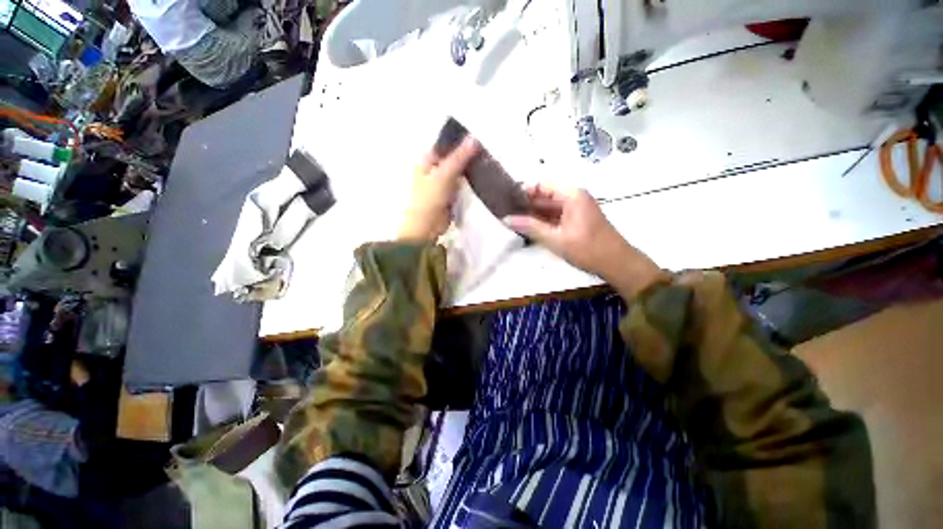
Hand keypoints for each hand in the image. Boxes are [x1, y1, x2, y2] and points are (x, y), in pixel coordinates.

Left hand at [398, 136, 479, 241]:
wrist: (427, 226)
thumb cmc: (429, 198)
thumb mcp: (444, 174)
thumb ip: (459, 157)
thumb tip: (474, 138)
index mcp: (427, 161)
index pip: (445, 145)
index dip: (459, 140)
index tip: (479, 135)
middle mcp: (435, 170)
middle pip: (454, 158)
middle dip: (468, 155)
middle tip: (488, 148)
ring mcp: (443, 184)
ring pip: (459, 172)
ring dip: (470, 169)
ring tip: (490, 160)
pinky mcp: (451, 196)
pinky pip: (462, 185)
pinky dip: (470, 182)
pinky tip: (484, 177)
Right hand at [504, 184, 665, 297]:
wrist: (616, 264)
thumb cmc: (587, 249)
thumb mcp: (555, 239)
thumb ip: (530, 227)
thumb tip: (506, 219)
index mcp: (572, 195)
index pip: (542, 185)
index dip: (524, 191)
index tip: (506, 200)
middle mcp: (574, 197)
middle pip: (545, 195)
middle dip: (526, 204)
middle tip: (506, 212)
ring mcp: (576, 209)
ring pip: (549, 207)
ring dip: (533, 214)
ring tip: (513, 220)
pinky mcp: (576, 220)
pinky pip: (555, 216)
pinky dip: (543, 221)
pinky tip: (528, 228)